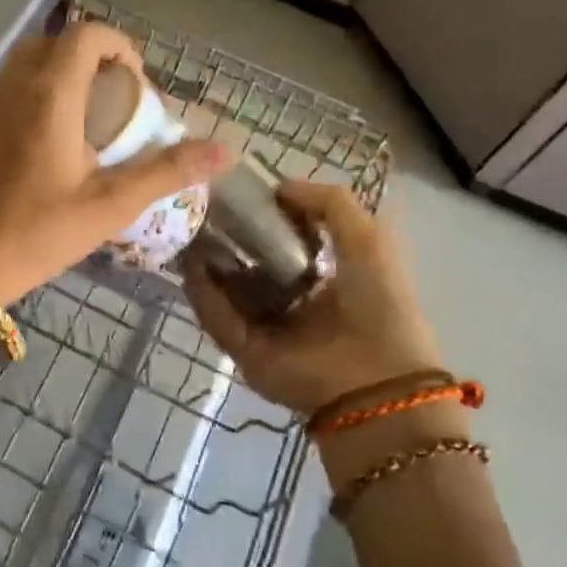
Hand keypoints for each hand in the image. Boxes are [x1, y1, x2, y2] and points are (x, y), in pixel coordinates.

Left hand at [0, 23, 230, 304]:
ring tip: (72, 129)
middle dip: (85, 61)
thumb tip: (224, 150)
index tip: (134, 82)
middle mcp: (7, 87)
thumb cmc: (34, 235)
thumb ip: (166, 171)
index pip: (86, 35)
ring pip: (18, 69)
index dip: (117, 46)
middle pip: (51, 45)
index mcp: (48, 95)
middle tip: (106, 105)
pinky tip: (30, 151)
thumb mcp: (107, 207)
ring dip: (51, 80)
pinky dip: (21, 102)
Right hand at [181, 180, 445, 415]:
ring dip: (206, 263)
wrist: (377, 379)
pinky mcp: (244, 351)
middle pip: (248, 266)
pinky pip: (217, 317)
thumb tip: (279, 186)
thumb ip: (328, 203)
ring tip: (187, 231)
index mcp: (325, 281)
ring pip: (226, 291)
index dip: (262, 219)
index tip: (239, 195)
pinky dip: (201, 293)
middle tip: (203, 210)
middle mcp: (292, 304)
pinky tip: (190, 264)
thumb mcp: (368, 238)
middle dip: (226, 239)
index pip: (283, 245)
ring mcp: (266, 329)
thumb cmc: (379, 302)